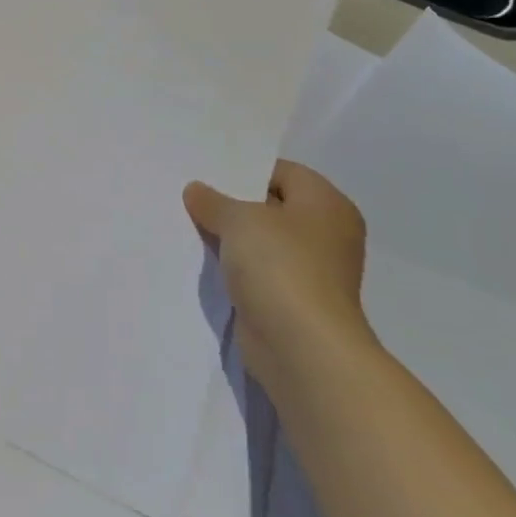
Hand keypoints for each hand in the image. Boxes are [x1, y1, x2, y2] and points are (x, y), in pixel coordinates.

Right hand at [183, 161, 373, 399]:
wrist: (300, 347)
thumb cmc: (280, 267)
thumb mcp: (239, 220)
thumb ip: (214, 201)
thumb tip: (196, 190)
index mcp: (327, 204)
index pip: (283, 172)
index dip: (245, 169)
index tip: (206, 171)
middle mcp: (325, 234)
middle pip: (271, 206)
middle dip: (232, 203)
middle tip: (191, 195)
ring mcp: (311, 270)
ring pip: (262, 241)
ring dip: (230, 237)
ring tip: (188, 224)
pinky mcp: (292, 299)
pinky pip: (257, 271)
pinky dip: (234, 266)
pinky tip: (202, 259)